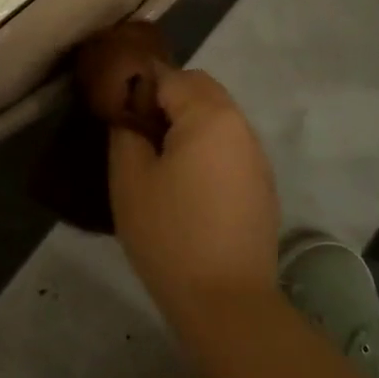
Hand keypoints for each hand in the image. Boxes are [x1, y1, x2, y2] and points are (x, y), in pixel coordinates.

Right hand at [109, 66, 278, 326]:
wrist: (226, 302)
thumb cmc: (170, 234)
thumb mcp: (129, 179)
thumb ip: (126, 133)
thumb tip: (131, 117)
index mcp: (209, 116)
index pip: (169, 75)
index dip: (137, 86)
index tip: (116, 111)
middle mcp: (240, 126)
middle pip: (200, 88)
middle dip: (166, 97)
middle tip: (135, 129)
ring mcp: (256, 157)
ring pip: (218, 116)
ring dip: (188, 121)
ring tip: (158, 156)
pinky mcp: (262, 185)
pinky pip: (229, 145)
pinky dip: (206, 146)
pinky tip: (185, 181)